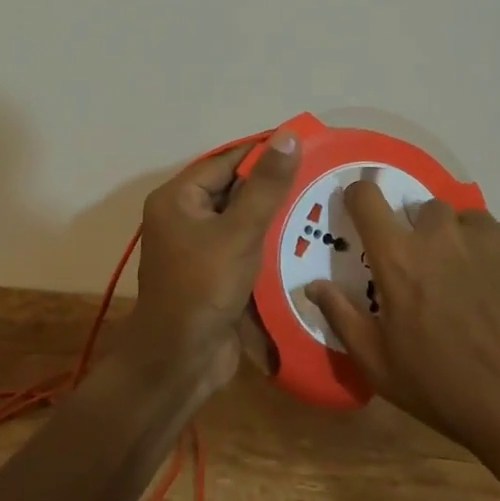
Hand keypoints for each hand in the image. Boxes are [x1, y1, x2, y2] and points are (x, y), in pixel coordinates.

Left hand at [122, 131, 298, 394]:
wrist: (179, 364)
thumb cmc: (203, 289)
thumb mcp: (239, 233)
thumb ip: (266, 186)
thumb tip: (288, 136)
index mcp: (179, 198)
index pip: (227, 161)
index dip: (265, 152)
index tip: (307, 144)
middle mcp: (184, 217)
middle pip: (234, 188)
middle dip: (274, 184)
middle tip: (320, 175)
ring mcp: (199, 247)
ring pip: (243, 219)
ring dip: (275, 215)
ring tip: (320, 204)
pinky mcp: (214, 273)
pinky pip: (244, 246)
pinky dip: (269, 242)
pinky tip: (305, 240)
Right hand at [306, 184, 499, 464]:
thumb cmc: (449, 392)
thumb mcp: (382, 366)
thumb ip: (342, 317)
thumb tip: (311, 284)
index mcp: (400, 256)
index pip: (366, 197)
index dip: (360, 198)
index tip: (364, 213)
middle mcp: (442, 232)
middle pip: (423, 211)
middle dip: (422, 235)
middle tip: (434, 276)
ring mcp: (491, 234)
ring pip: (467, 222)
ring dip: (464, 244)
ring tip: (478, 287)